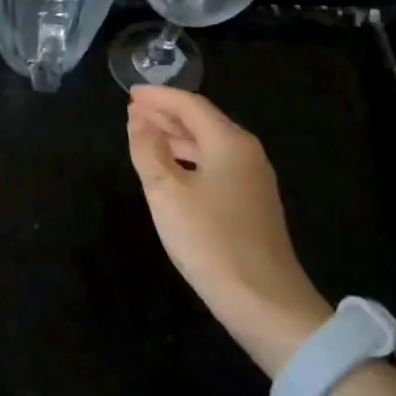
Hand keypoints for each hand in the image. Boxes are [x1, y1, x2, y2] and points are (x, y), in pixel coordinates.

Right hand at [126, 86, 331, 375]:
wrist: (265, 302)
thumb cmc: (210, 241)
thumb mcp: (166, 193)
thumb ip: (148, 150)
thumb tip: (138, 120)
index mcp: (229, 142)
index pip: (190, 105)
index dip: (158, 97)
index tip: (130, 93)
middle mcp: (246, 153)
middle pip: (202, 121)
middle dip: (166, 114)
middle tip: (132, 112)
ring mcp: (253, 180)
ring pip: (209, 145)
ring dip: (176, 137)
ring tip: (144, 135)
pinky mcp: (252, 204)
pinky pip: (215, 165)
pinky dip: (189, 159)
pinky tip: (171, 171)